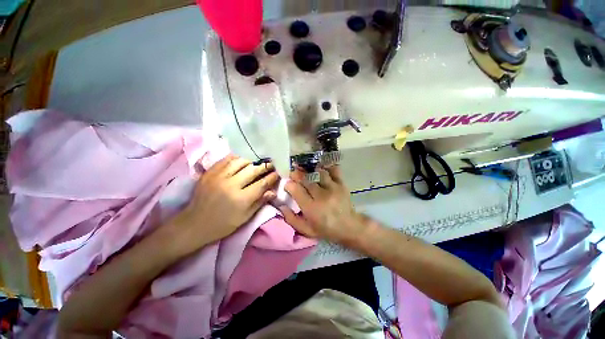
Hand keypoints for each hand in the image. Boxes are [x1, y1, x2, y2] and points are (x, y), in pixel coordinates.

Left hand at [168, 154, 278, 255]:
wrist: (194, 223)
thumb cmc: (223, 224)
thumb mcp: (245, 218)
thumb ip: (260, 202)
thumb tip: (273, 191)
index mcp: (241, 199)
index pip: (262, 183)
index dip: (272, 177)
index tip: (277, 174)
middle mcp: (231, 184)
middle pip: (254, 169)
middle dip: (265, 166)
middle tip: (271, 165)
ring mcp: (219, 176)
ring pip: (241, 161)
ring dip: (252, 160)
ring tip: (258, 162)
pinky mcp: (210, 172)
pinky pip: (226, 159)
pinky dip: (237, 157)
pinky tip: (243, 159)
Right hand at [279, 166, 363, 244]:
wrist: (348, 226)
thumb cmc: (325, 229)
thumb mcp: (306, 229)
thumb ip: (291, 219)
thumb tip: (281, 205)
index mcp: (311, 208)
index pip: (296, 190)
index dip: (289, 184)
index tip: (287, 184)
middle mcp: (321, 195)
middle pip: (306, 179)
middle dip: (297, 174)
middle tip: (294, 173)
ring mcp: (332, 188)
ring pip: (318, 172)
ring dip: (310, 170)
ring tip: (306, 170)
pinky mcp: (341, 184)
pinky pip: (333, 170)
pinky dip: (327, 167)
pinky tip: (321, 167)